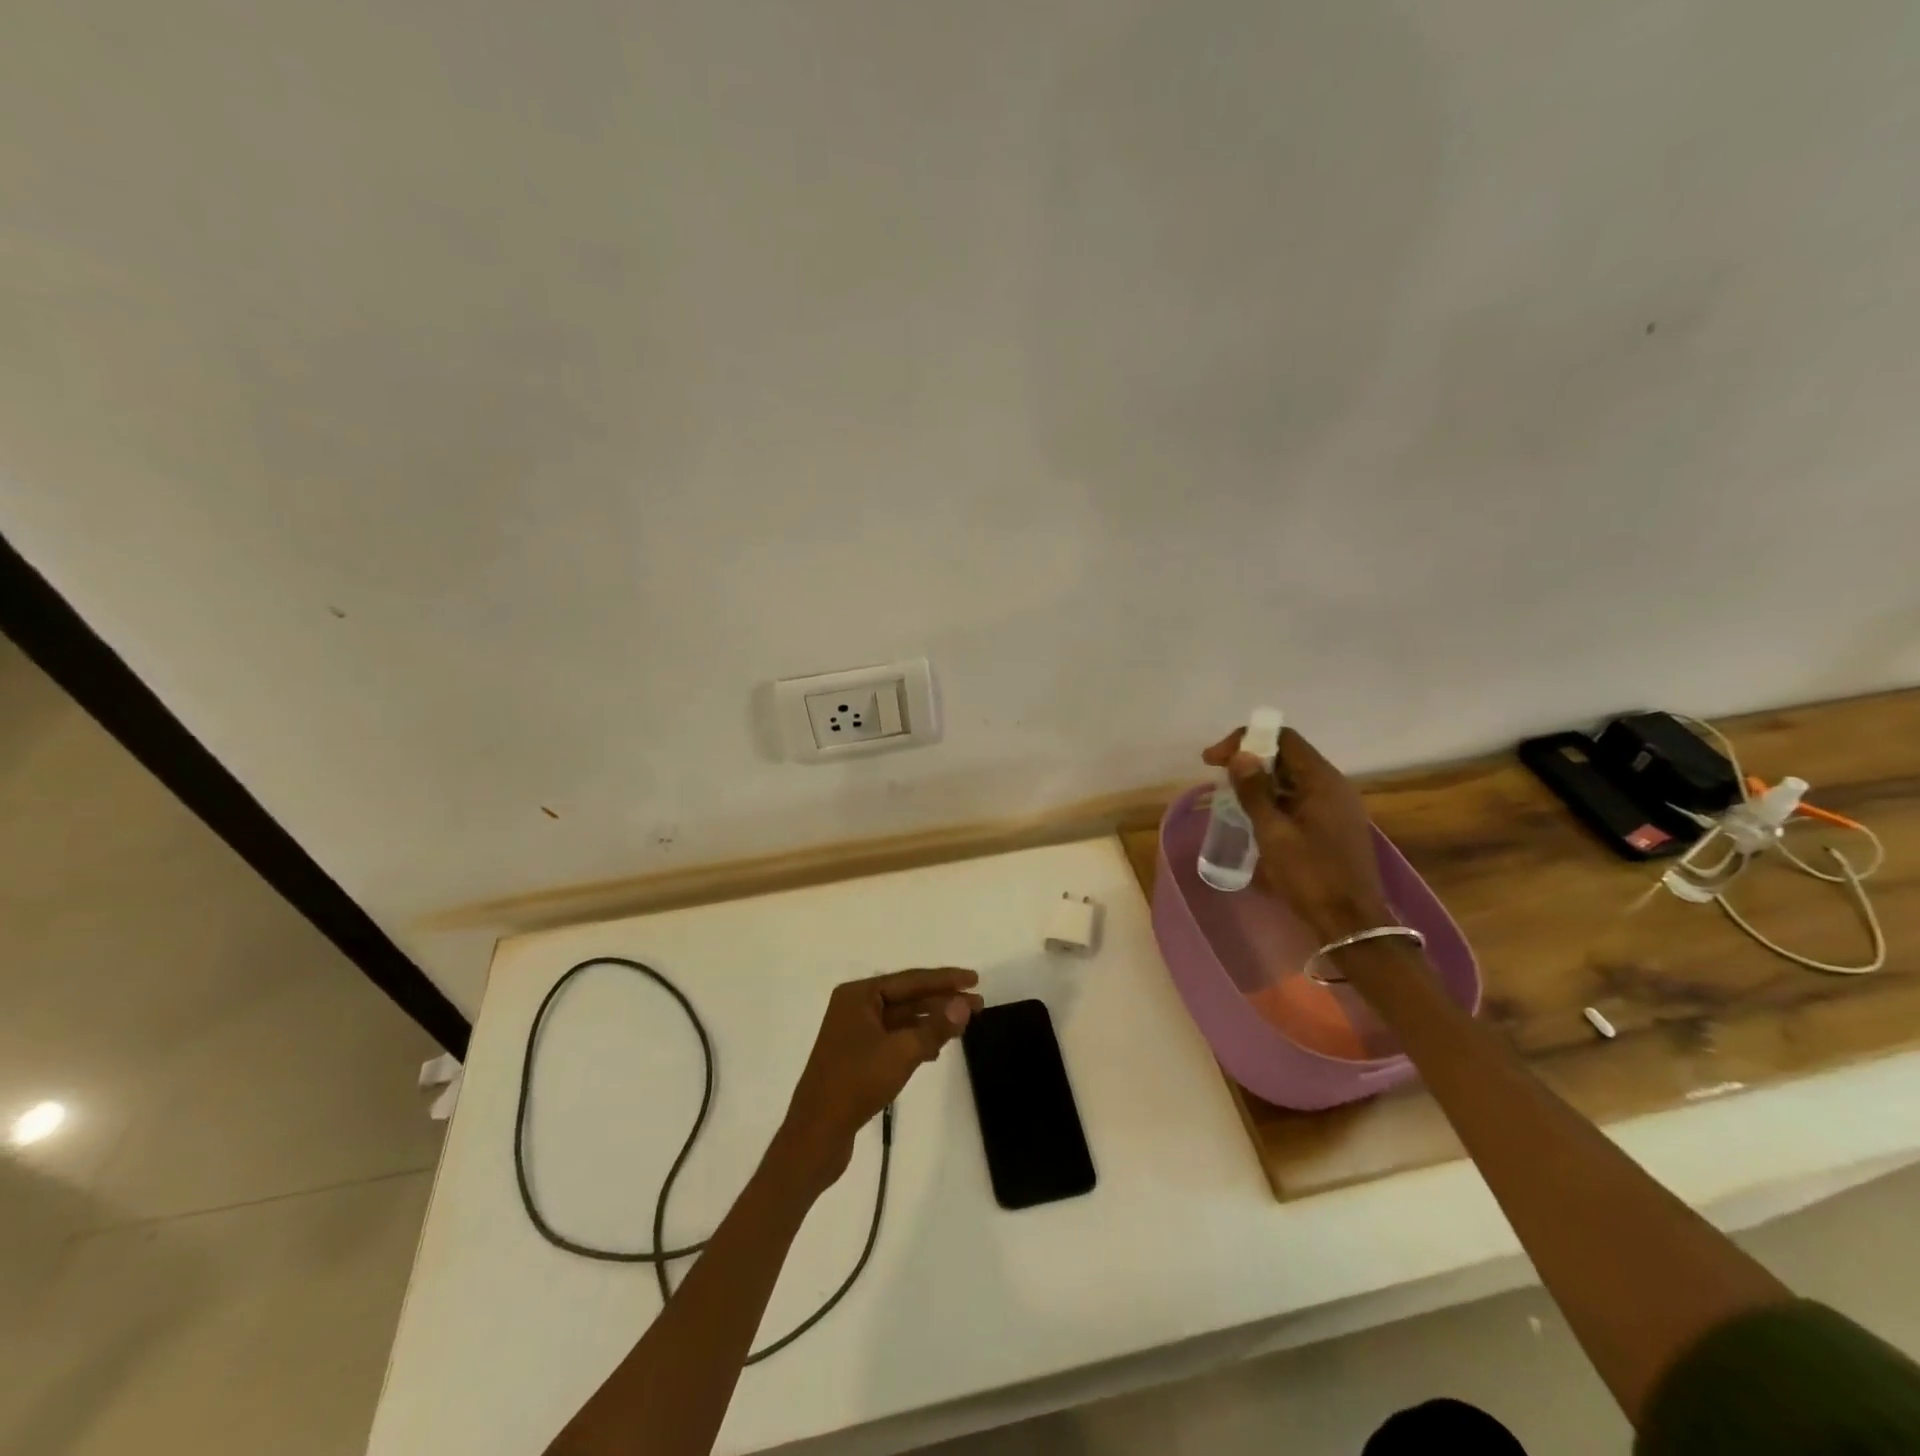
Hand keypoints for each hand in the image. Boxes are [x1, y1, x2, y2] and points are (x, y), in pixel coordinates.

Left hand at [776, 968, 981, 1190]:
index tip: (975, 979)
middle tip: (979, 1004)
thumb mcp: (902, 1052)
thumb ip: (936, 1026)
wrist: (816, 1134)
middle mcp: (855, 1007)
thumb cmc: (857, 1083)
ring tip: (963, 1026)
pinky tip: (936, 1051)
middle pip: (907, 997)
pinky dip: (916, 1041)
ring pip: (902, 1019)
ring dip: (931, 1022)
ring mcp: (854, 1032)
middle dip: (942, 1001)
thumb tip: (964, 1004)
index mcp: (859, 995)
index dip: (945, 979)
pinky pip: (894, 1039)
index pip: (911, 980)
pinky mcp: (857, 1057)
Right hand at [1203, 725, 1391, 944]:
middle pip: (1288, 756)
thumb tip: (1241, 755)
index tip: (1213, 760)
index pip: (1283, 738)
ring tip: (1231, 795)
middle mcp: (1334, 786)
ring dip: (1261, 780)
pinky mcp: (1333, 826)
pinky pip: (1300, 799)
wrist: (1350, 923)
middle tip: (1218, 776)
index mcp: (1323, 780)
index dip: (1245, 740)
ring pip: (1293, 779)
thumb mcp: (1273, 832)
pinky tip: (1256, 817)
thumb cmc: (1310, 875)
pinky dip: (1275, 798)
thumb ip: (1255, 792)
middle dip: (1250, 759)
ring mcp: (1336, 807)